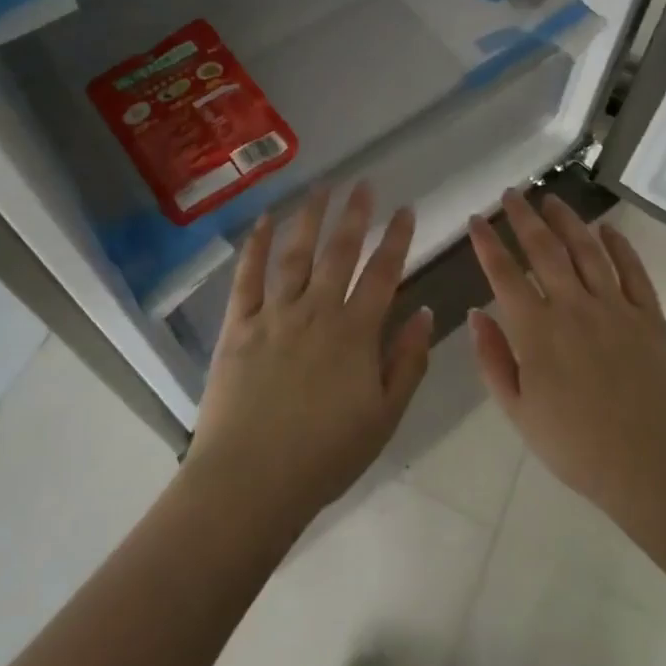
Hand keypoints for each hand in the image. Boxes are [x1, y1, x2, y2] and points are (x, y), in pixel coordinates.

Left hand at [187, 184, 432, 528]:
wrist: (250, 481)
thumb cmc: (325, 456)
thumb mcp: (384, 417)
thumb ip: (408, 362)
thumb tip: (427, 313)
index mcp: (355, 332)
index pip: (383, 273)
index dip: (397, 238)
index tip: (406, 209)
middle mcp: (316, 311)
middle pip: (340, 252)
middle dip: (355, 215)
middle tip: (364, 184)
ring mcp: (274, 314)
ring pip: (296, 253)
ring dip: (311, 217)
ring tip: (322, 188)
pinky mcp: (238, 325)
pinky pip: (247, 276)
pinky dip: (257, 245)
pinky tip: (266, 219)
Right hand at [467, 191, 665, 533]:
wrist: (654, 467)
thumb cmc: (577, 447)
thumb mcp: (519, 413)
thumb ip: (493, 360)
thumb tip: (476, 314)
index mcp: (537, 331)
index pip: (504, 273)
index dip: (487, 243)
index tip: (476, 220)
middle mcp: (573, 307)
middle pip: (544, 249)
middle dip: (523, 217)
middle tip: (511, 194)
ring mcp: (615, 307)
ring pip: (587, 249)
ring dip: (567, 220)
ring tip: (551, 199)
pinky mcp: (649, 316)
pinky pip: (632, 270)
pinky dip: (619, 245)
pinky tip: (607, 229)